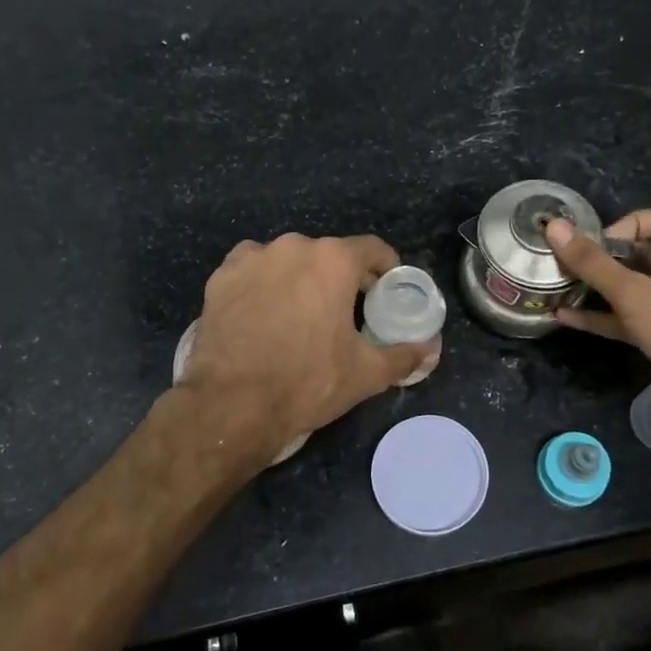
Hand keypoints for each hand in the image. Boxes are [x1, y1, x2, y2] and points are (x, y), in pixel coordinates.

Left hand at [179, 233, 433, 451]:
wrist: (232, 404)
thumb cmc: (307, 382)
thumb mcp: (366, 373)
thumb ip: (404, 355)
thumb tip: (430, 350)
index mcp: (333, 260)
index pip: (372, 248)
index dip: (385, 268)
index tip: (386, 291)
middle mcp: (293, 246)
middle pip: (328, 254)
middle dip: (340, 278)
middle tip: (344, 311)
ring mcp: (252, 258)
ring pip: (288, 260)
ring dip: (299, 278)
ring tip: (299, 314)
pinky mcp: (220, 277)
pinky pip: (252, 270)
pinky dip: (262, 284)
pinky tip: (262, 313)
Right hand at [545, 207, 650, 415]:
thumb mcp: (634, 294)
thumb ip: (593, 263)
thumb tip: (554, 226)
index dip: (633, 222)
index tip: (602, 240)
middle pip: (643, 255)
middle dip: (605, 257)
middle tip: (570, 263)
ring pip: (631, 290)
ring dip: (598, 288)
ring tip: (561, 287)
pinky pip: (627, 320)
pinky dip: (600, 317)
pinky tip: (565, 318)